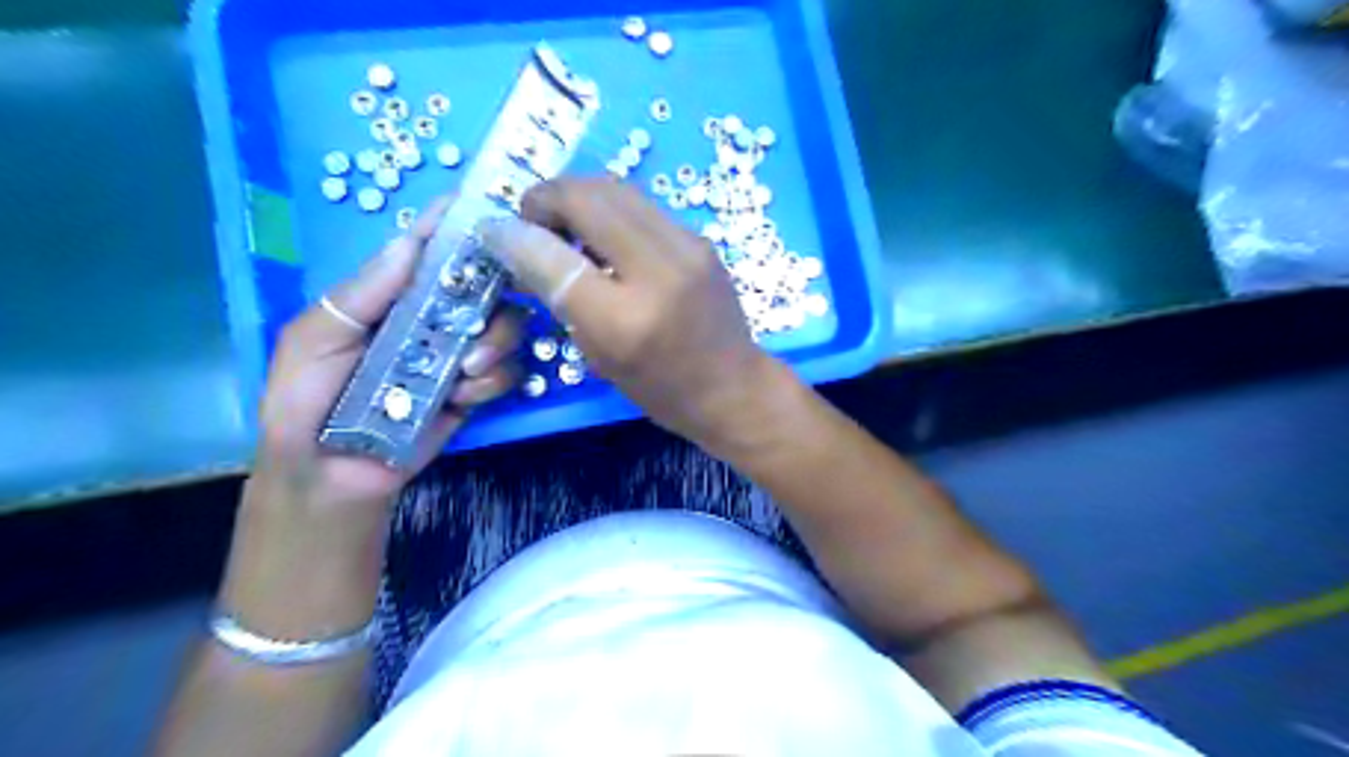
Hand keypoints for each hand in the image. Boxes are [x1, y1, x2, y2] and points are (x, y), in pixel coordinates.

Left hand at [254, 195, 524, 512]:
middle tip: (480, 319)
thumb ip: (361, 294)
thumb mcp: (315, 339)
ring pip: (509, 327)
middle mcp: (434, 318)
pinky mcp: (476, 392)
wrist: (330, 475)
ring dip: (497, 343)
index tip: (487, 205)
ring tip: (465, 370)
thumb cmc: (305, 401)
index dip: (456, 224)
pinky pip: (510, 373)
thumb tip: (409, 241)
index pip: (429, 249)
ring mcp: (459, 355)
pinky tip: (462, 397)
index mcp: (393, 297)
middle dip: (497, 294)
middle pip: (488, 285)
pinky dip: (493, 382)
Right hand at [483, 176, 781, 449]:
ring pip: (616, 189)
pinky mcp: (700, 239)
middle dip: (546, 197)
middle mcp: (659, 270)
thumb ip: (560, 298)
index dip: (513, 233)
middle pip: (587, 197)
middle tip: (532, 222)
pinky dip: (610, 209)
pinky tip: (603, 235)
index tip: (493, 229)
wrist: (734, 388)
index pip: (553, 254)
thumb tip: (519, 245)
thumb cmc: (662, 389)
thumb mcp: (600, 357)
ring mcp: (688, 247)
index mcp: (625, 319)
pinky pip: (641, 205)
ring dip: (578, 196)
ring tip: (564, 225)